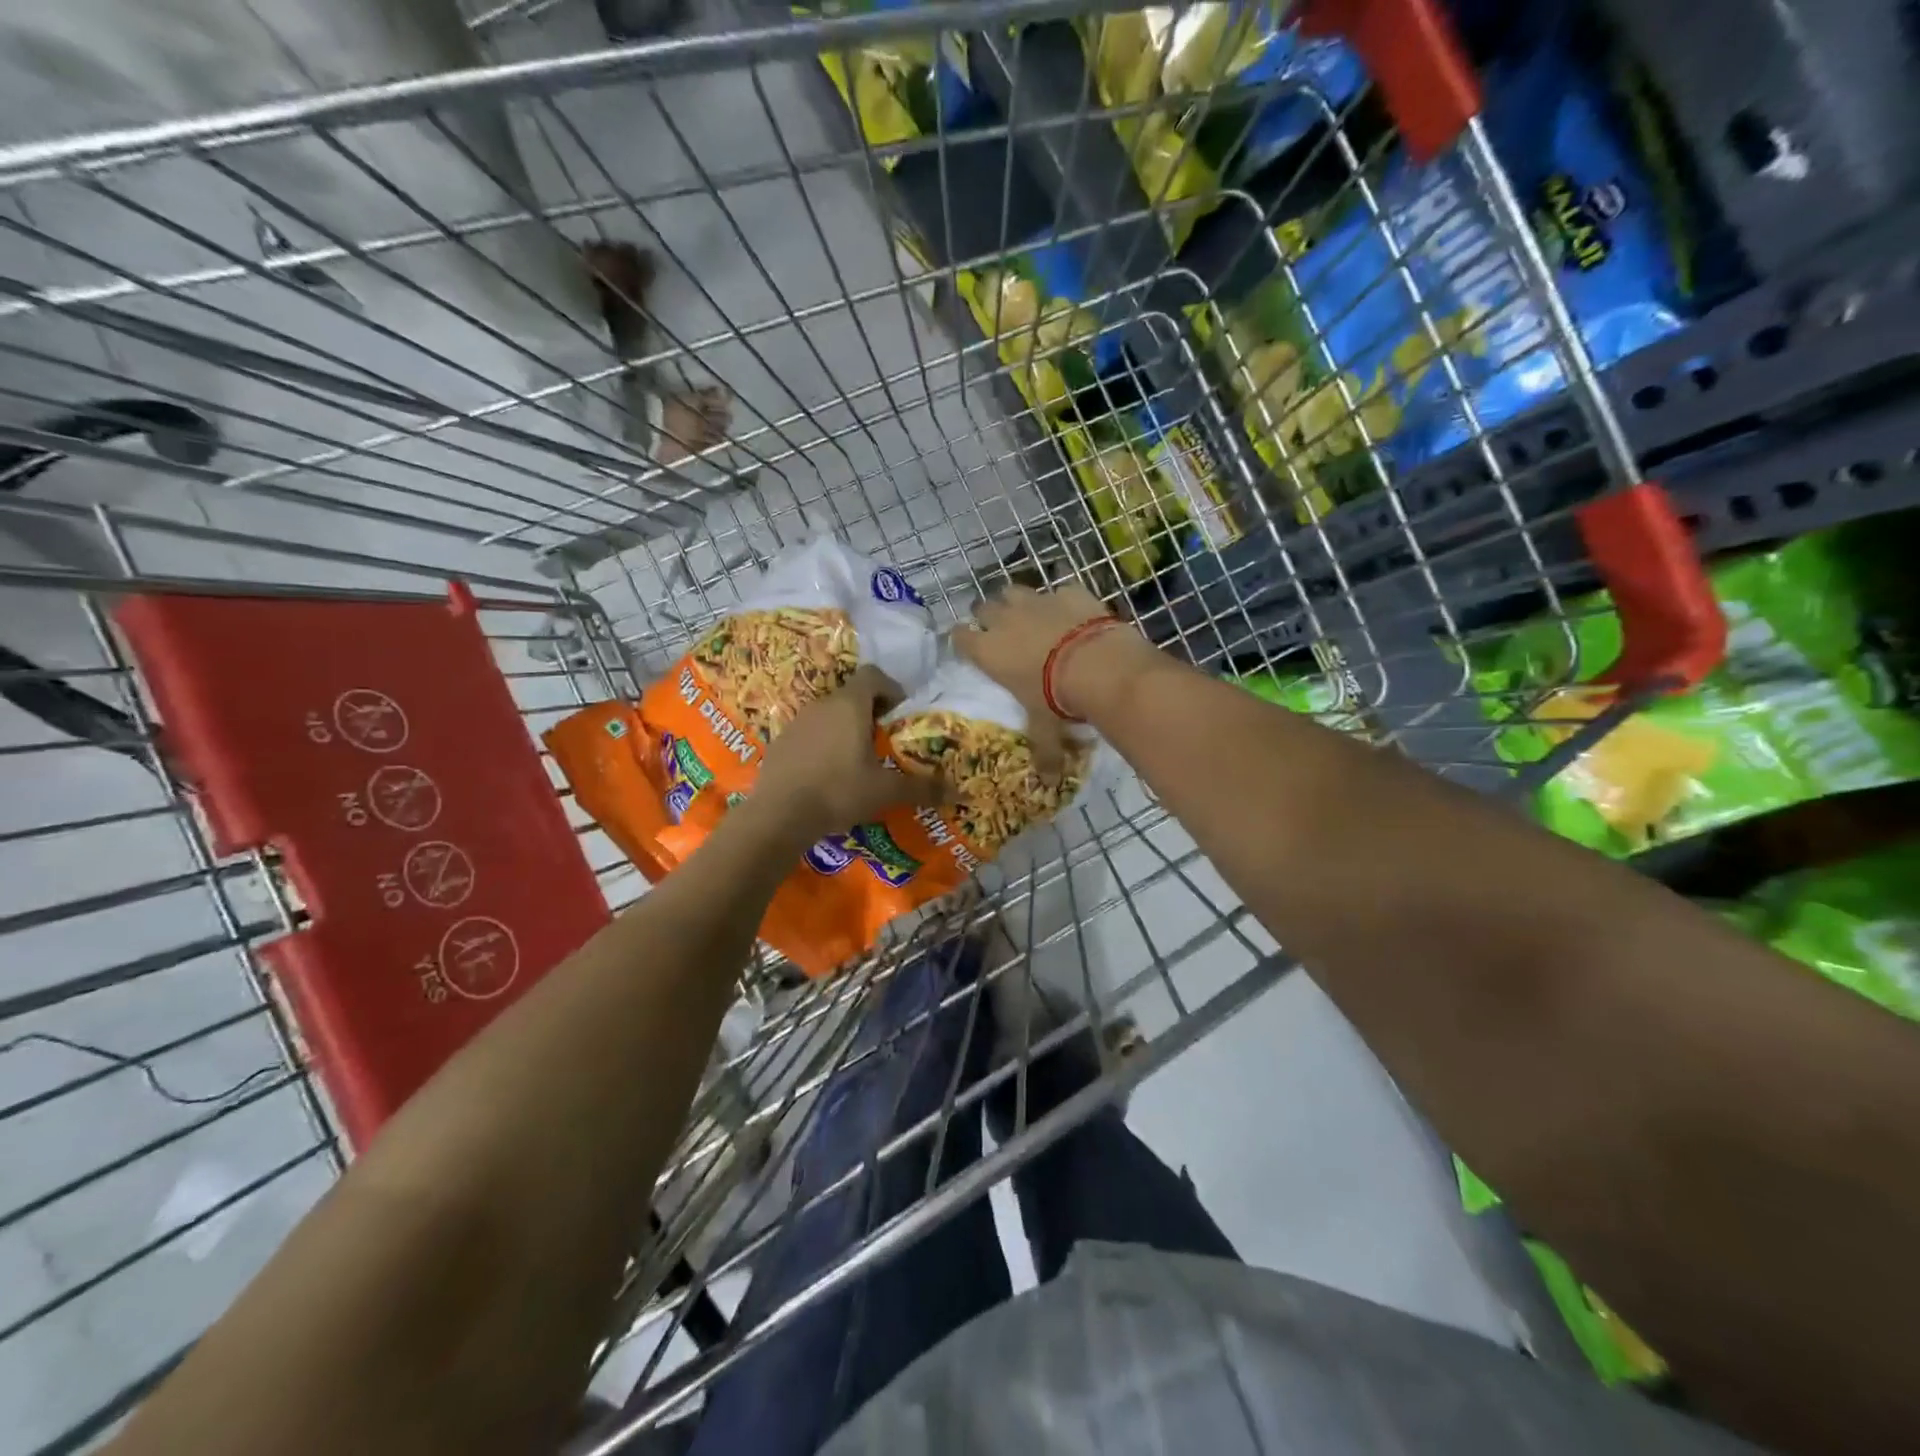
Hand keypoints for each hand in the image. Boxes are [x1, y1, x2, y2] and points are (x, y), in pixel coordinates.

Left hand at [752, 665, 942, 840]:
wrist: (778, 815)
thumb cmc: (838, 792)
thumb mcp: (885, 791)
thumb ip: (921, 788)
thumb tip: (958, 792)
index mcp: (850, 706)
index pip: (873, 676)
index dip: (890, 688)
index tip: (899, 713)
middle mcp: (822, 705)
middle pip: (851, 695)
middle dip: (870, 713)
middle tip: (883, 741)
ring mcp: (797, 722)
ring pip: (828, 714)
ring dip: (845, 728)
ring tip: (857, 760)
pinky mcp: (780, 742)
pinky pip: (809, 733)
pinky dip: (823, 744)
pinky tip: (828, 774)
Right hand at [955, 583, 1155, 752]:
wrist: (1099, 665)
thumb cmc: (1058, 699)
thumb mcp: (1046, 728)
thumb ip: (1044, 751)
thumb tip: (1048, 783)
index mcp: (988, 651)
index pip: (959, 637)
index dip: (963, 640)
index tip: (969, 647)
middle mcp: (1004, 619)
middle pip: (982, 607)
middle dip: (988, 616)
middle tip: (1001, 632)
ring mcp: (1036, 600)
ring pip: (1013, 590)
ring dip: (1018, 602)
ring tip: (1031, 617)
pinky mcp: (1068, 590)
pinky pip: (1058, 590)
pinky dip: (1061, 601)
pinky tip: (1073, 614)